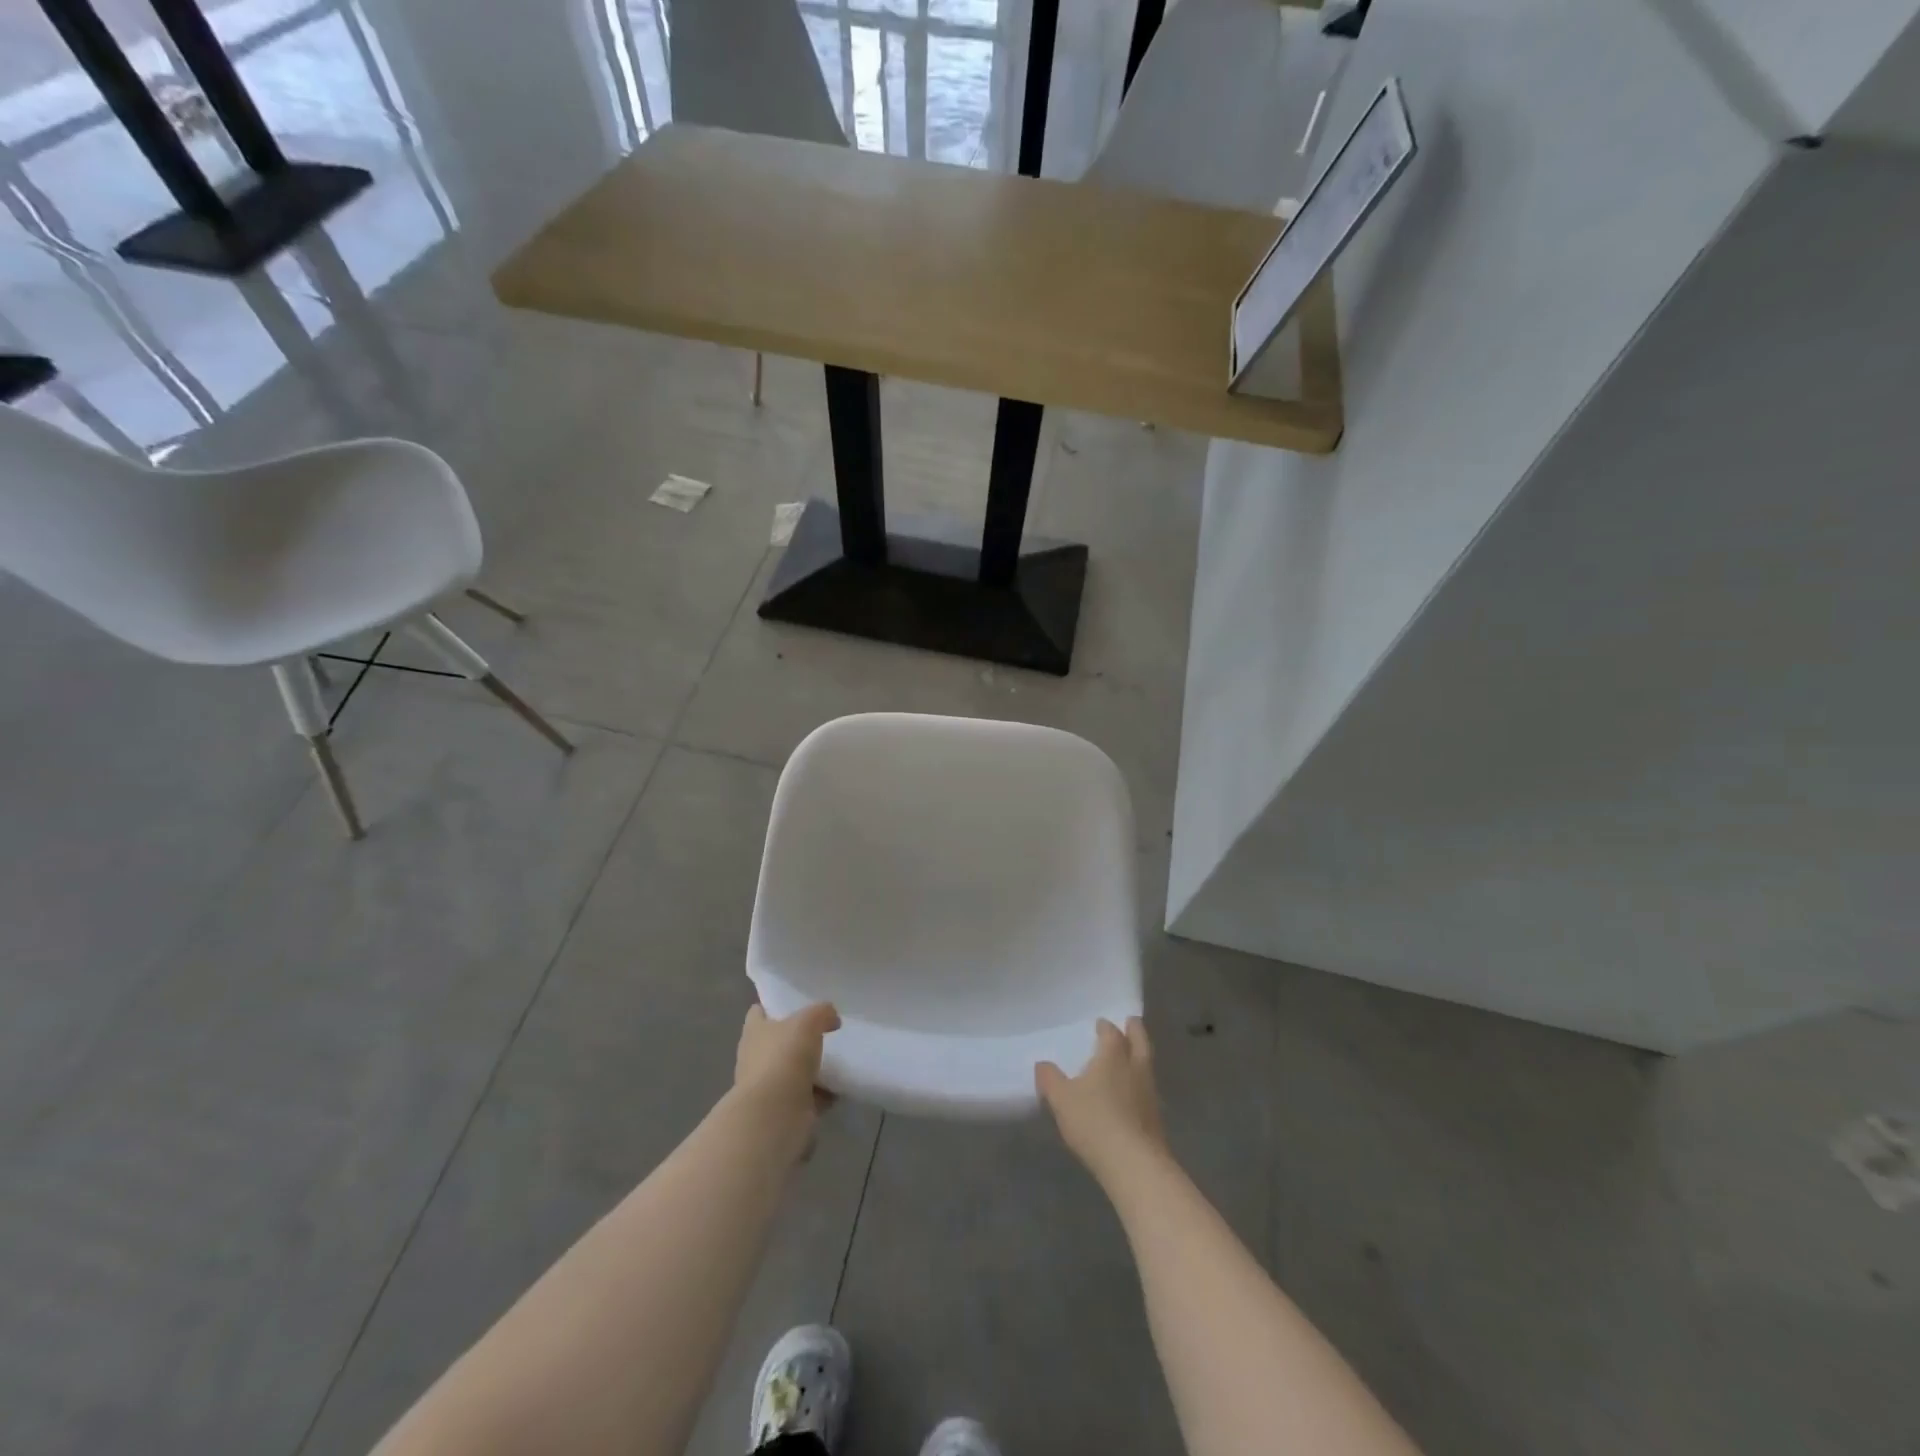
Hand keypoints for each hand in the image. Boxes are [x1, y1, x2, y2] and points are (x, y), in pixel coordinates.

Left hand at [734, 1002, 839, 1119]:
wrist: (776, 1113)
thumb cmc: (785, 1057)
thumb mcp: (808, 1021)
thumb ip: (822, 1013)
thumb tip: (832, 1018)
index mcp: (754, 1032)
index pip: (757, 1013)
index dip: (772, 1008)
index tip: (794, 1006)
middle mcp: (755, 1058)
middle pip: (776, 1043)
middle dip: (796, 1040)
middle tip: (822, 1032)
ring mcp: (768, 1086)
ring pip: (791, 1071)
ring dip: (809, 1069)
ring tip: (835, 1060)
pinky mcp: (783, 1109)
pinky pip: (805, 1097)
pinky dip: (820, 1094)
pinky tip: (838, 1088)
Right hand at [1037, 1016, 1166, 1181]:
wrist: (1134, 1164)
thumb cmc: (1095, 1121)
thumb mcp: (1061, 1099)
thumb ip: (1050, 1079)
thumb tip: (1042, 1064)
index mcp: (1113, 1057)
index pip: (1112, 1034)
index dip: (1106, 1027)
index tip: (1101, 1024)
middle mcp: (1135, 1069)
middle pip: (1139, 1042)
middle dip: (1135, 1031)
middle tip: (1131, 1022)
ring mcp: (1150, 1094)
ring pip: (1147, 1066)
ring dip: (1140, 1057)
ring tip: (1131, 1056)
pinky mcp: (1156, 1119)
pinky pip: (1148, 1090)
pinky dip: (1141, 1084)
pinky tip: (1133, 1093)